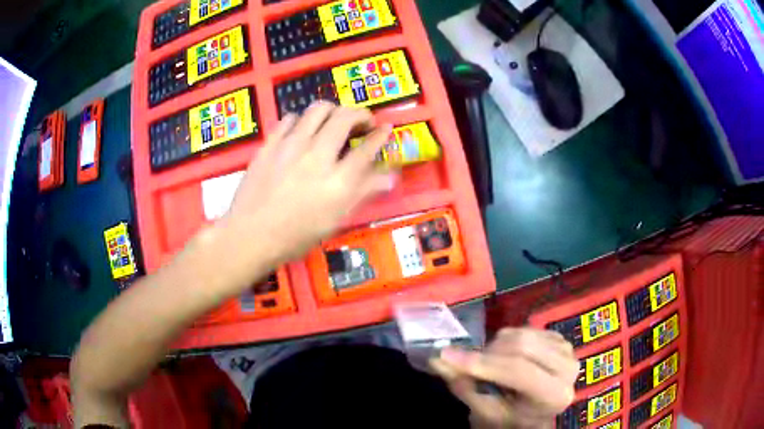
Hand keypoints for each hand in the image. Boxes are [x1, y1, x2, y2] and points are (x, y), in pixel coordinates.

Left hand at [218, 102, 396, 284]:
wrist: (251, 235)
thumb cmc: (296, 235)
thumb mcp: (335, 220)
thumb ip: (362, 193)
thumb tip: (390, 176)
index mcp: (339, 181)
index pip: (367, 148)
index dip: (380, 135)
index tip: (385, 129)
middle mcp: (318, 155)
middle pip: (345, 117)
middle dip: (360, 115)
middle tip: (361, 123)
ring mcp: (291, 145)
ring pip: (318, 109)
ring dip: (332, 111)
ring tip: (333, 121)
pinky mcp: (271, 143)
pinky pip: (290, 118)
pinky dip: (302, 120)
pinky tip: (301, 131)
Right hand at [430, 328, 578, 428]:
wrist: (534, 412)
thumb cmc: (511, 419)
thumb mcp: (486, 412)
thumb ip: (464, 386)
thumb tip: (438, 359)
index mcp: (555, 395)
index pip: (518, 371)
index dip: (482, 362)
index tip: (446, 356)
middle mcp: (569, 367)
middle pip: (522, 346)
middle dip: (487, 353)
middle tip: (467, 363)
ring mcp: (567, 348)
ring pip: (522, 333)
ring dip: (496, 347)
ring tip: (490, 365)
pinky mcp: (560, 337)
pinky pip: (526, 329)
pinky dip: (507, 341)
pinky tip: (506, 357)